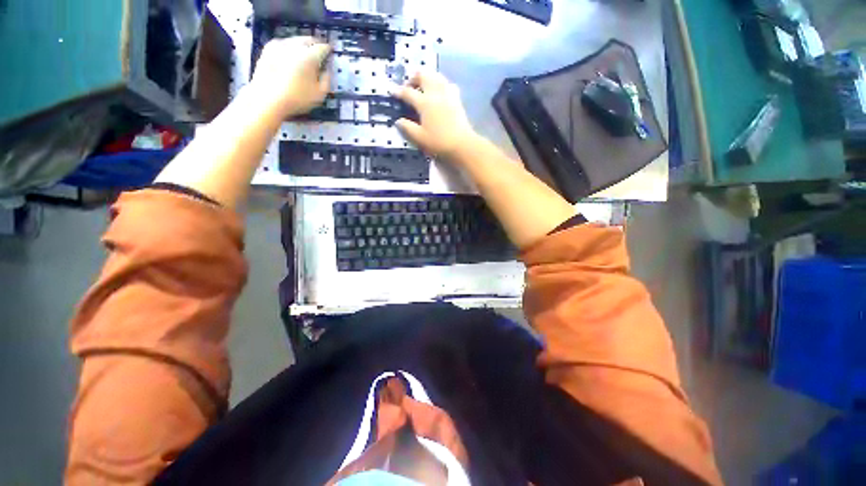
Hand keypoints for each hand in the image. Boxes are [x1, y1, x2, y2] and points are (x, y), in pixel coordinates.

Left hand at [249, 37, 331, 118]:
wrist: (267, 98)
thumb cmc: (297, 99)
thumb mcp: (319, 94)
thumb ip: (326, 80)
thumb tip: (327, 70)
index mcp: (310, 56)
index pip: (323, 47)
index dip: (328, 50)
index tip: (330, 52)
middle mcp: (295, 46)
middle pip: (308, 39)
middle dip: (315, 44)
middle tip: (319, 51)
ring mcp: (280, 45)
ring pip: (295, 39)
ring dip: (302, 44)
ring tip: (305, 53)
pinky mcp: (268, 49)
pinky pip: (282, 43)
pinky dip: (289, 46)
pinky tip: (289, 54)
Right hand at [394, 71, 477, 161]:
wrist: (462, 145)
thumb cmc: (439, 142)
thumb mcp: (419, 138)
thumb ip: (407, 128)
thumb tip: (398, 121)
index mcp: (424, 103)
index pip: (408, 92)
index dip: (398, 91)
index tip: (392, 91)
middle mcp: (435, 94)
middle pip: (423, 75)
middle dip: (414, 77)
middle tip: (409, 86)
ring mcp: (448, 94)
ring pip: (436, 76)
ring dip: (427, 77)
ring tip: (423, 86)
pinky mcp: (457, 99)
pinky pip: (448, 84)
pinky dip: (441, 84)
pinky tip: (440, 92)